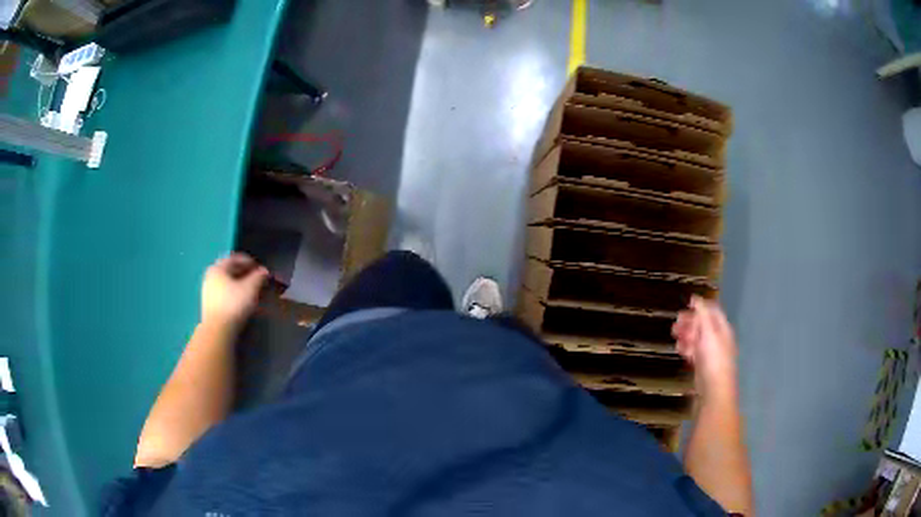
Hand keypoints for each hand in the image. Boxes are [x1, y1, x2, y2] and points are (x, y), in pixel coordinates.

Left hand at [201, 253, 268, 328]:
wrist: (218, 331)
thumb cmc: (234, 304)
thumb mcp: (250, 288)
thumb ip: (259, 276)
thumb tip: (264, 271)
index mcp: (218, 268)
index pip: (235, 258)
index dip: (250, 262)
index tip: (261, 269)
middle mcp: (211, 277)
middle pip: (230, 271)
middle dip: (246, 274)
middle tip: (258, 280)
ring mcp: (208, 292)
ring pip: (228, 283)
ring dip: (241, 285)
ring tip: (253, 292)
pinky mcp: (210, 306)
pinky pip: (225, 294)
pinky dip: (235, 294)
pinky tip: (244, 302)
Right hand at [672, 296, 737, 396]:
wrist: (714, 389)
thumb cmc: (713, 358)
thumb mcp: (708, 332)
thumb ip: (702, 314)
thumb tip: (695, 298)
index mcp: (722, 328)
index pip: (712, 311)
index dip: (701, 305)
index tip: (687, 303)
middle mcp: (717, 338)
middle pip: (703, 324)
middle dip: (690, 321)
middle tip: (675, 322)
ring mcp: (710, 352)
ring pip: (697, 338)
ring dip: (686, 334)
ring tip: (674, 335)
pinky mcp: (702, 364)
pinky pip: (694, 351)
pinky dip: (686, 348)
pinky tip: (679, 349)